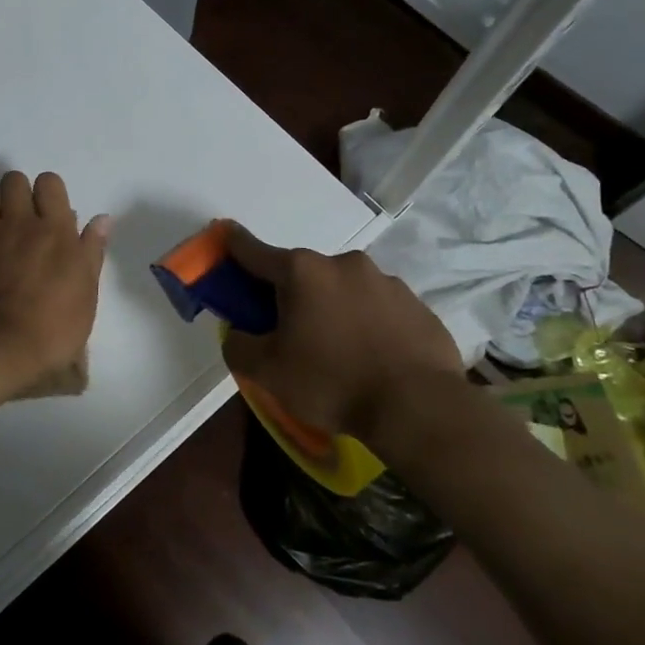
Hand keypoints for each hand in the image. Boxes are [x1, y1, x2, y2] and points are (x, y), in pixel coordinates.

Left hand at [0, 171, 110, 384]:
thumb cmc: (52, 330)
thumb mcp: (86, 295)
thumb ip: (91, 252)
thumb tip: (102, 219)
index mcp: (54, 230)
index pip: (50, 182)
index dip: (48, 193)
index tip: (48, 213)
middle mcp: (17, 221)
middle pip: (12, 180)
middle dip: (14, 193)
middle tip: (17, 220)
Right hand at [219, 221, 464, 447]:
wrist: (420, 408)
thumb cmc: (333, 382)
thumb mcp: (266, 372)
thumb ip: (238, 346)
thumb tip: (238, 333)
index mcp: (302, 272)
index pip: (253, 250)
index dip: (233, 244)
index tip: (224, 236)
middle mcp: (343, 264)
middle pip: (302, 273)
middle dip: (290, 295)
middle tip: (288, 334)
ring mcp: (385, 281)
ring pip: (343, 290)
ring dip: (332, 309)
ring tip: (338, 353)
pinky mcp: (417, 305)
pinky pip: (378, 309)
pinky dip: (367, 324)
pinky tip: (372, 358)